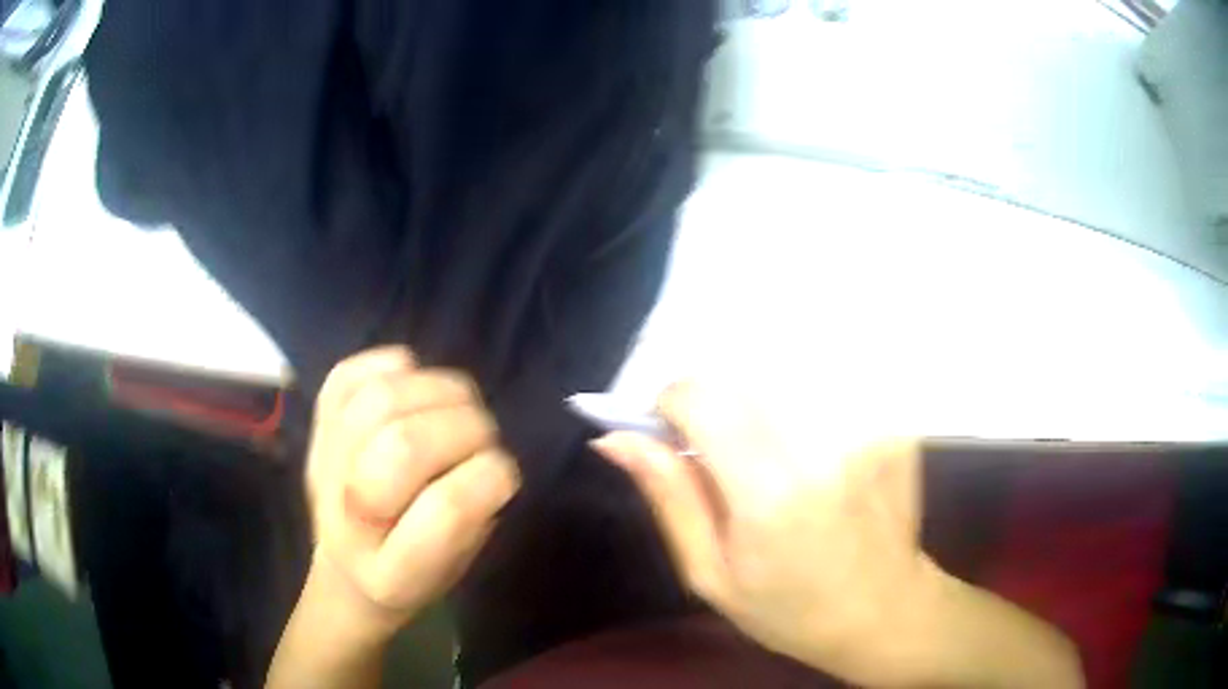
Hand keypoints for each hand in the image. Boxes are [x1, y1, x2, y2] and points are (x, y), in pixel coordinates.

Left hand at [305, 346, 520, 635]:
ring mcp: (322, 465)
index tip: (504, 477)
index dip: (490, 478)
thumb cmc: (416, 570)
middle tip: (482, 439)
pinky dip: (393, 369)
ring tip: (455, 408)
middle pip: (406, 444)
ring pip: (382, 398)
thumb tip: (491, 457)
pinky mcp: (317, 425)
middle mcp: (343, 519)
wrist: (349, 562)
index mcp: (390, 575)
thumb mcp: (457, 564)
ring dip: (436, 392)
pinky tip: (412, 389)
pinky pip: (351, 373)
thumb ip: (476, 518)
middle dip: (467, 429)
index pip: (446, 509)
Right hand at [591, 381, 944, 685]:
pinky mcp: (892, 421)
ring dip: (755, 403)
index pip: (701, 397)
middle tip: (716, 453)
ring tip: (765, 456)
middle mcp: (824, 446)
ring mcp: (867, 427)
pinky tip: (809, 452)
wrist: (885, 610)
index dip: (669, 403)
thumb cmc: (789, 609)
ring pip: (781, 375)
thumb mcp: (711, 574)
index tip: (668, 433)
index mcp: (771, 494)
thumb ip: (669, 497)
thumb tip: (616, 439)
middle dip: (710, 403)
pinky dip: (799, 406)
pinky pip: (825, 386)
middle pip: (740, 376)